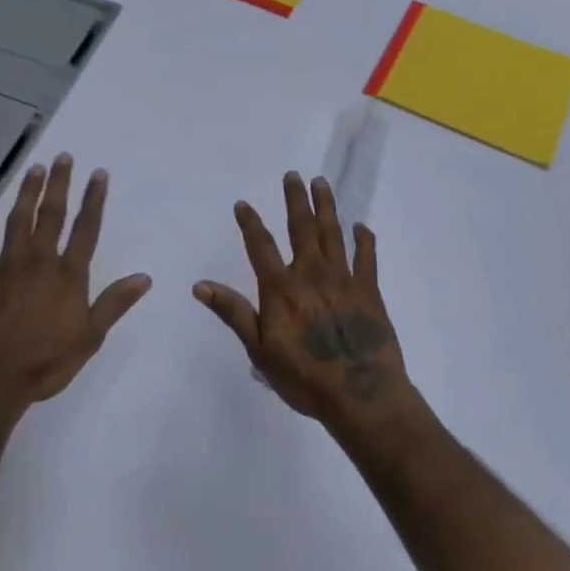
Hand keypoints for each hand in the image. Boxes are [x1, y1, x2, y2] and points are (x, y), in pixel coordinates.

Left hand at [0, 155, 151, 422]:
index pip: (85, 229)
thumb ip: (114, 303)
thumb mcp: (89, 338)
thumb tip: (144, 277)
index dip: (93, 199)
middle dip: (59, 184)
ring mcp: (5, 268)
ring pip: (17, 221)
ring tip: (34, 169)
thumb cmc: (45, 363)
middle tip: (63, 157)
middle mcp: (38, 262)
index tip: (98, 174)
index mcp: (68, 276)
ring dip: (26, 194)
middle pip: (51, 215)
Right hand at [194, 172, 411, 426]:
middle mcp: (311, 274)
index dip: (250, 223)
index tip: (243, 203)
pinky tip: (361, 227)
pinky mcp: (369, 291)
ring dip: (326, 207)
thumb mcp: (259, 350)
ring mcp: (344, 279)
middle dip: (295, 200)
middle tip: (293, 175)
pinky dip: (363, 240)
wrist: (361, 395)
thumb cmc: (304, 377)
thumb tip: (200, 285)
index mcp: (282, 288)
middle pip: (302, 228)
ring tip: (321, 183)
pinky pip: (367, 257)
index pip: (261, 246)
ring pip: (333, 234)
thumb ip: (233, 312)